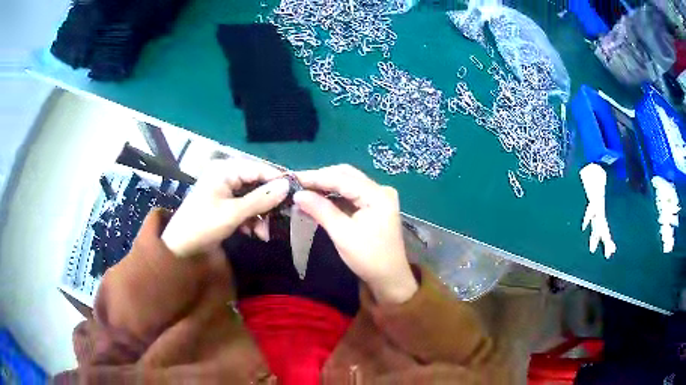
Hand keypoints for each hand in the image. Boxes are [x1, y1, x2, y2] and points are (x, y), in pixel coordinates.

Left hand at [161, 158, 289, 257]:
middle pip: (256, 184)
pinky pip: (244, 208)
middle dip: (267, 204)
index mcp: (225, 170)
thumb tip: (287, 186)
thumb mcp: (234, 213)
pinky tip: (254, 234)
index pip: (258, 169)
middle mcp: (226, 176)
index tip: (296, 194)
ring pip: (252, 199)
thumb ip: (261, 199)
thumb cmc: (203, 225)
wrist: (179, 248)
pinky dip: (251, 220)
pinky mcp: (224, 205)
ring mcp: (225, 191)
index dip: (277, 181)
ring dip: (260, 216)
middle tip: (280, 220)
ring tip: (264, 234)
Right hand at [294, 164, 417, 304]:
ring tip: (303, 189)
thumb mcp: (342, 234)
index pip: (342, 178)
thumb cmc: (368, 258)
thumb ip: (320, 210)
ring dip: (326, 186)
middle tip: (296, 183)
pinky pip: (351, 195)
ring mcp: (378, 198)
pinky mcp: (374, 206)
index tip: (292, 178)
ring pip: (348, 184)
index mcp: (377, 194)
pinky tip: (317, 199)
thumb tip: (297, 194)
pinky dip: (334, 196)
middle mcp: (380, 190)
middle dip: (320, 178)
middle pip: (346, 175)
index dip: (315, 177)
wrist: (389, 279)